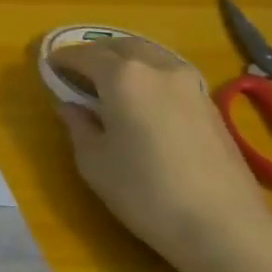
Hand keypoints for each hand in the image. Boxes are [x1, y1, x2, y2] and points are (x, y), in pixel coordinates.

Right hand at [50, 37, 271, 271]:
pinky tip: (141, 99)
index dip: (64, 58)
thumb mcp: (94, 162)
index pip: (86, 55)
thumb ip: (78, 126)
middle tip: (76, 69)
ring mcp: (190, 84)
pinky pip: (170, 74)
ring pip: (151, 56)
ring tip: (108, 81)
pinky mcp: (210, 104)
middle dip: (96, 52)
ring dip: (125, 60)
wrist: (222, 225)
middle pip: (122, 46)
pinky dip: (148, 75)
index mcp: (124, 77)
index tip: (49, 65)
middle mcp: (158, 68)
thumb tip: (70, 106)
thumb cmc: (144, 192)